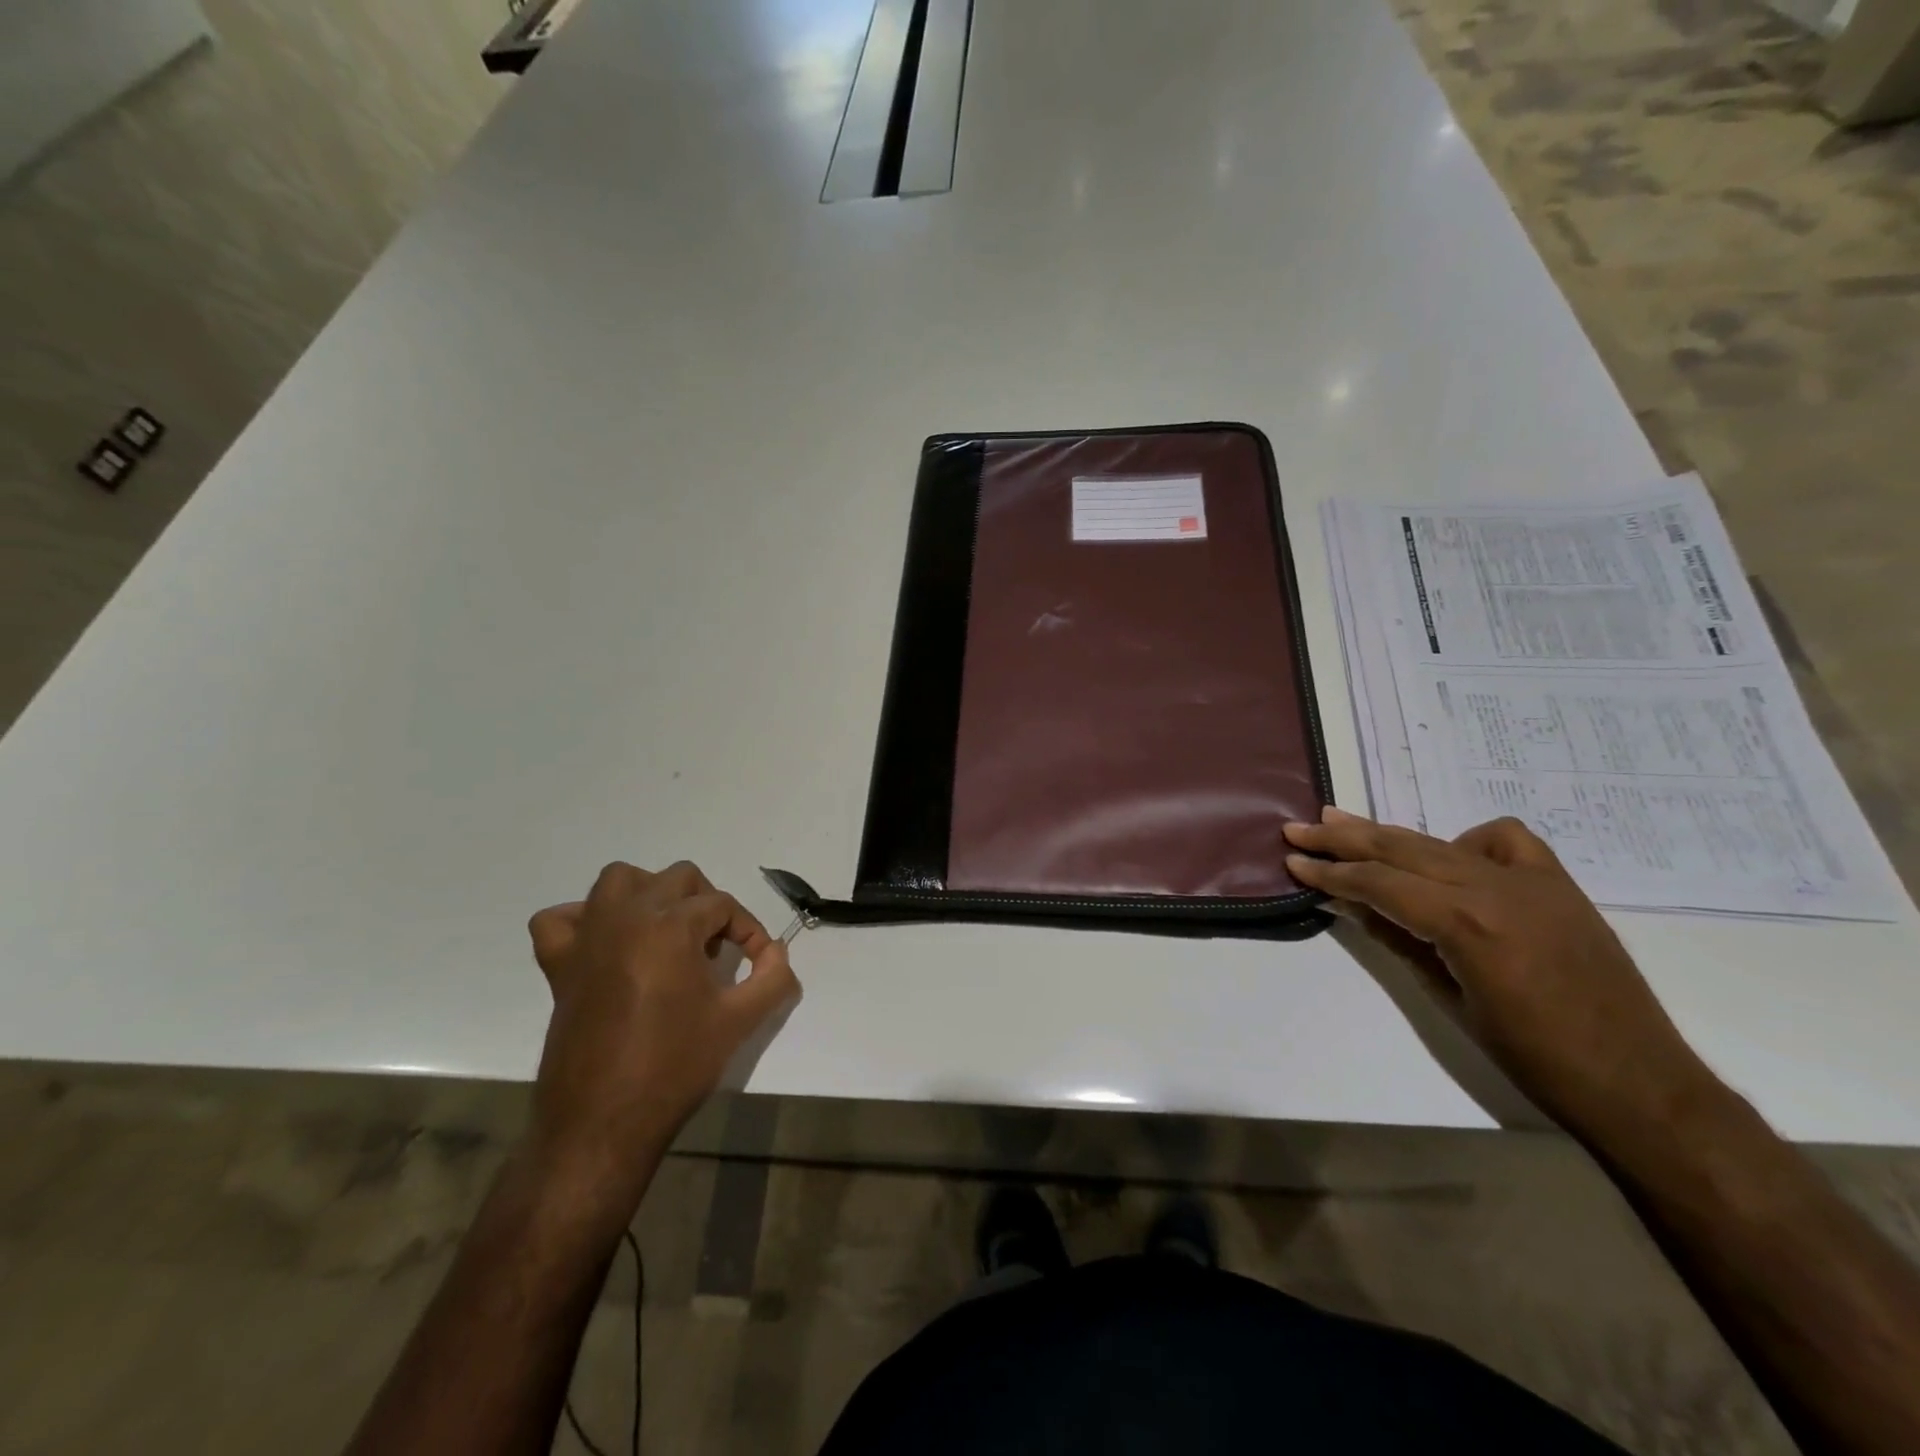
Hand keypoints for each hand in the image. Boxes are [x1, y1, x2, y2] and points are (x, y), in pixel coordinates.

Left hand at [525, 861, 799, 1209]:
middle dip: (706, 905)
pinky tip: (606, 944)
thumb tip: (777, 954)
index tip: (759, 961)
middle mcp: (627, 918)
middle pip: (677, 879)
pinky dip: (582, 919)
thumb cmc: (675, 1067)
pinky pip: (559, 920)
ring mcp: (588, 939)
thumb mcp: (740, 1021)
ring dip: (649, 893)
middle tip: (716, 948)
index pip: (722, 905)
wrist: (603, 1123)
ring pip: (619, 880)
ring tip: (667, 932)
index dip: (748, 930)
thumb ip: (773, 978)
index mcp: (671, 927)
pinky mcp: (559, 966)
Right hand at [1283, 808, 1713, 1141]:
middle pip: (1401, 849)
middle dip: (1344, 838)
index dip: (1330, 872)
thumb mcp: (1446, 998)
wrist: (1638, 1082)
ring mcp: (1532, 881)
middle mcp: (1495, 887)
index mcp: (1465, 922)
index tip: (1293, 861)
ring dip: (1388, 834)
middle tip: (1300, 828)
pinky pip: (1504, 841)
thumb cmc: (1532, 1057)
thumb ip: (1396, 940)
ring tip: (1342, 821)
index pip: (1378, 882)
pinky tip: (1448, 857)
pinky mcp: (1558, 884)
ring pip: (1440, 841)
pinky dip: (1466, 841)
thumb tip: (1348, 902)